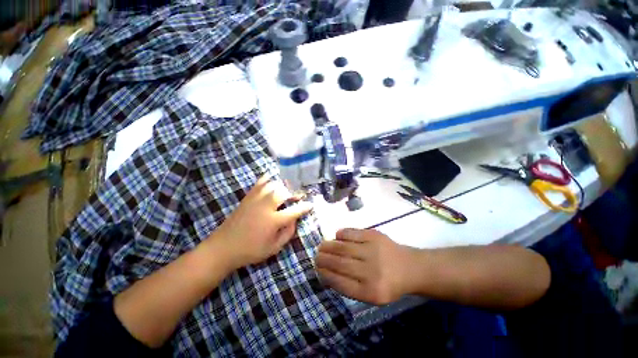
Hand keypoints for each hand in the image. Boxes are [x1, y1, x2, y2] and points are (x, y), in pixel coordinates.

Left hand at [211, 175, 312, 269]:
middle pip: (283, 192)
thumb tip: (294, 220)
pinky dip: (268, 179)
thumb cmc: (250, 251)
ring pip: (272, 185)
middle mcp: (265, 207)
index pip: (294, 211)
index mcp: (273, 221)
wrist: (222, 248)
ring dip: (283, 185)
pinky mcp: (247, 198)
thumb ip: (287, 233)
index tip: (310, 205)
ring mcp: (255, 200)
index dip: (305, 207)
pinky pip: (259, 183)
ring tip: (287, 189)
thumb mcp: (273, 249)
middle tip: (298, 196)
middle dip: (294, 193)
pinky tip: (272, 179)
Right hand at [316, 229, 416, 304]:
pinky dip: (341, 234)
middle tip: (316, 256)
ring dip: (329, 246)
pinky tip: (336, 236)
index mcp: (370, 292)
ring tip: (321, 246)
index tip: (318, 270)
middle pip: (340, 263)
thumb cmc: (389, 284)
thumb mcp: (371, 296)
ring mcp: (372, 250)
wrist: (411, 267)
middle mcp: (371, 271)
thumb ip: (349, 287)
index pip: (340, 282)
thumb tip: (327, 273)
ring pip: (343, 247)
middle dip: (323, 259)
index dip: (326, 275)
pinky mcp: (374, 235)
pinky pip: (352, 233)